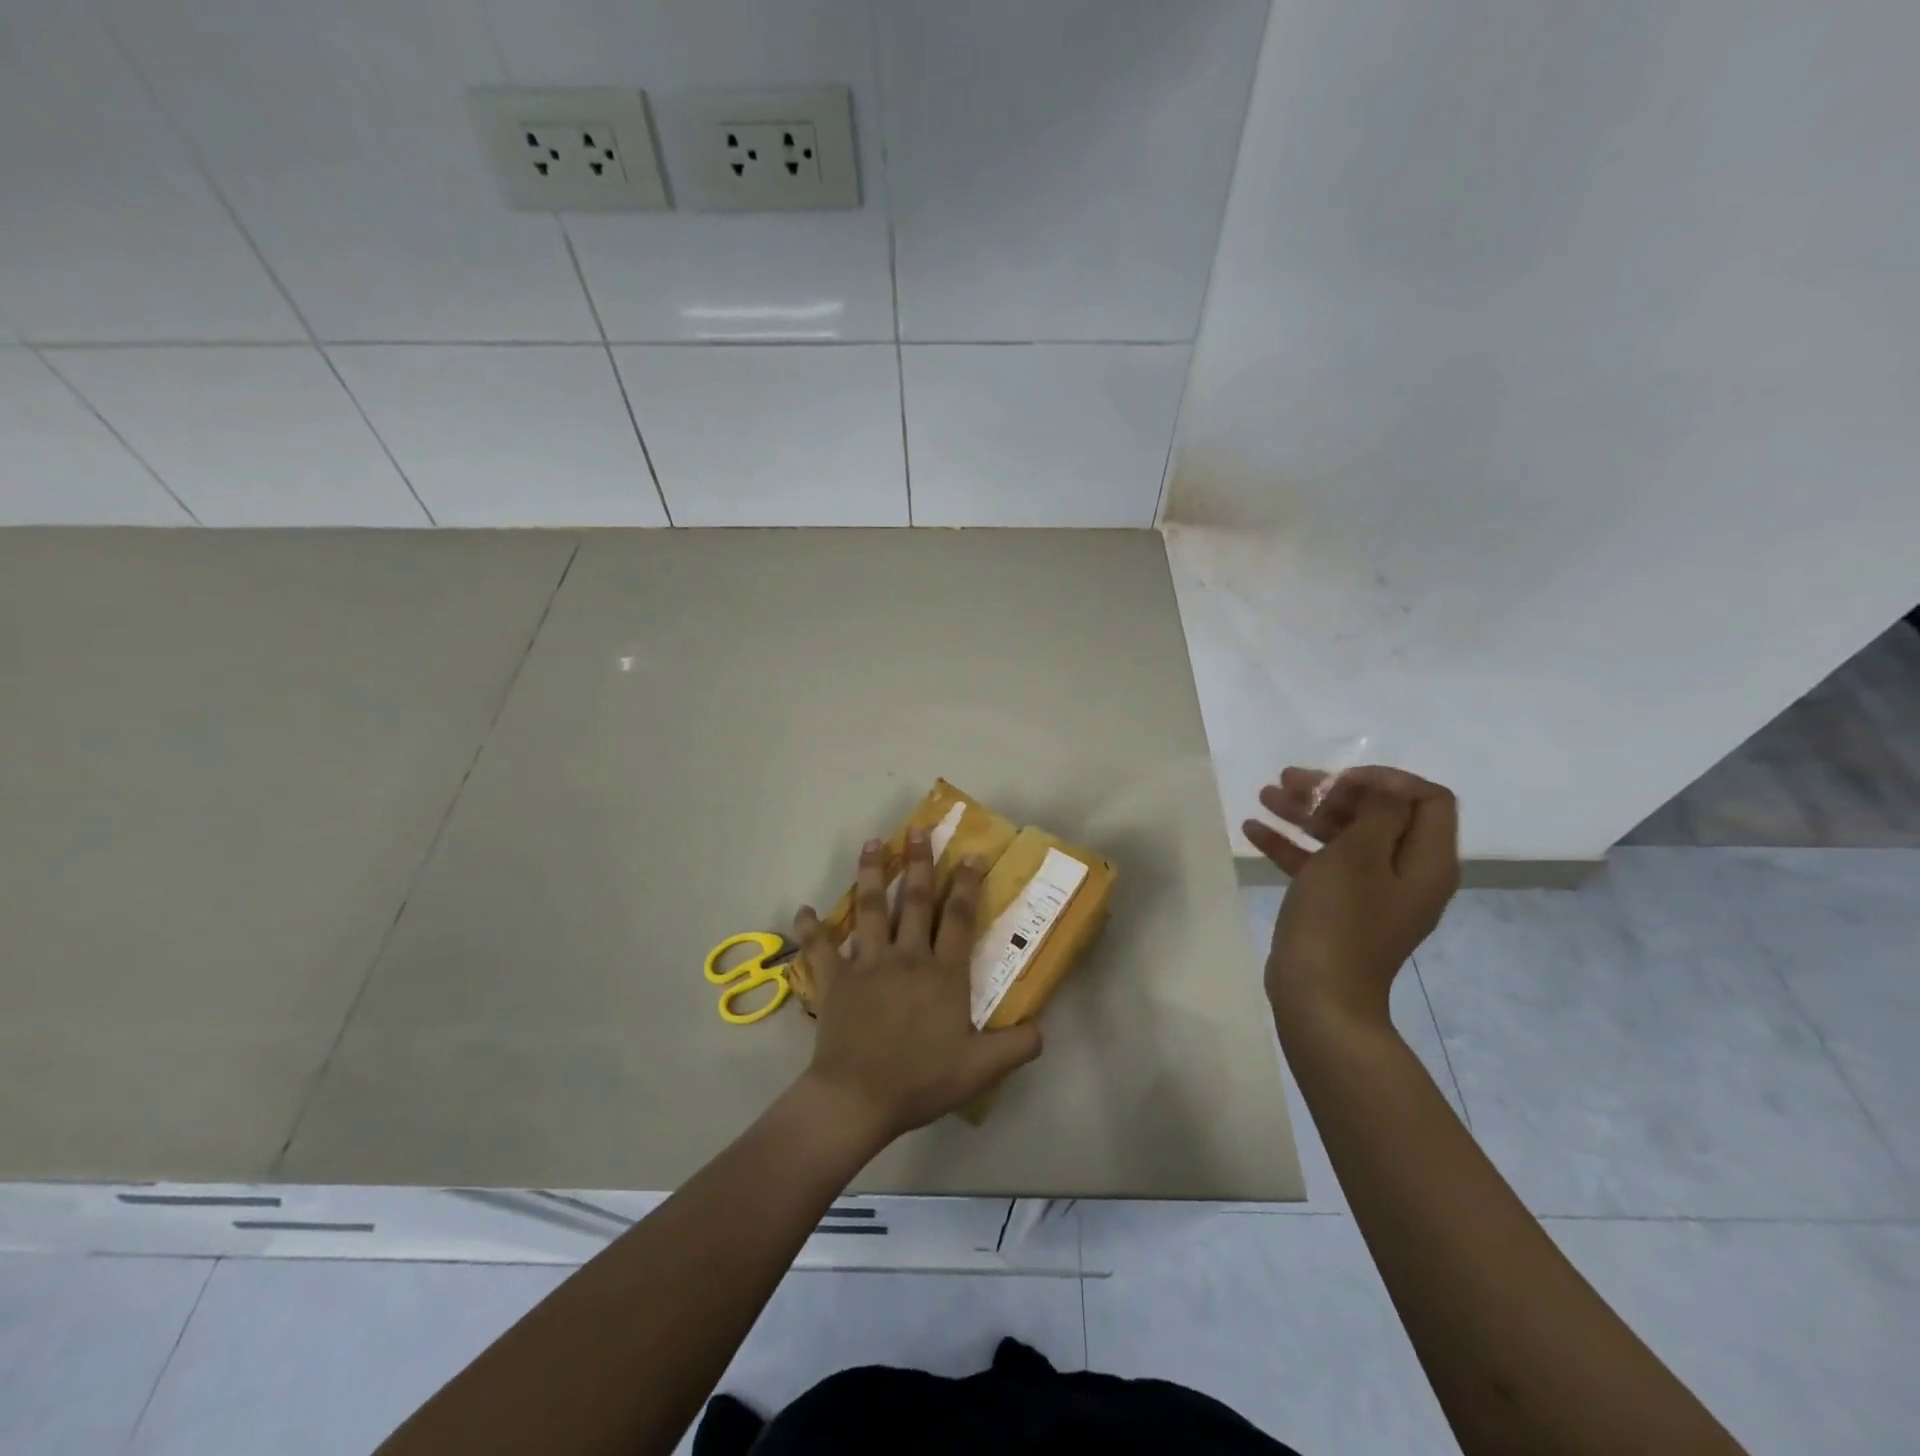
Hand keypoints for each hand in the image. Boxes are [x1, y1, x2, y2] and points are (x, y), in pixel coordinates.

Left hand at [791, 830, 1042, 1143]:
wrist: (858, 1098)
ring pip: (868, 910)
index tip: (969, 854)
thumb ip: (1017, 1046)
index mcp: (942, 974)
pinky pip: (820, 949)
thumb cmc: (921, 1080)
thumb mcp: (981, 1069)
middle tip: (917, 829)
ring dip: (869, 874)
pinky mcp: (835, 980)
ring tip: (871, 844)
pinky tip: (803, 910)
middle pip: (913, 900)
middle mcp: (906, 957)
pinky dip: (811, 929)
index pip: (958, 918)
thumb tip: (1043, 1028)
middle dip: (917, 862)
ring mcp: (866, 965)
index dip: (966, 884)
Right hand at [1242, 766, 1460, 1029]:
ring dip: (1306, 813)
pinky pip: (1320, 865)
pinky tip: (1252, 830)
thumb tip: (1386, 788)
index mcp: (1426, 861)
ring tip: (1264, 795)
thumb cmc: (1340, 919)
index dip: (1385, 780)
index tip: (1339, 779)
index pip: (1426, 799)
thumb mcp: (1360, 855)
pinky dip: (1291, 845)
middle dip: (1333, 792)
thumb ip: (1379, 812)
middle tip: (1289, 781)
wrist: (1318, 996)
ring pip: (1343, 838)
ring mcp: (1372, 893)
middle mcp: (1406, 873)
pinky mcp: (1339, 908)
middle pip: (1379, 814)